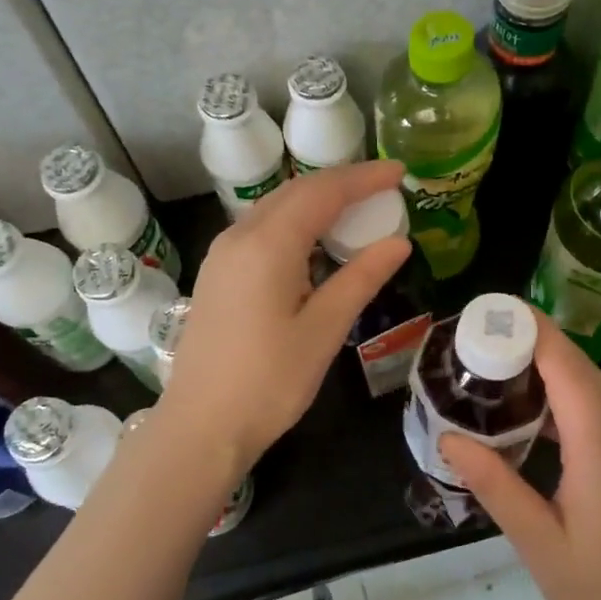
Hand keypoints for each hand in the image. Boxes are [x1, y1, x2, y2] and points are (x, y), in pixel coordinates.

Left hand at [159, 160, 411, 480]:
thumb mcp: (323, 330)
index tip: (400, 172)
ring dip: (317, 202)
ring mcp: (222, 255)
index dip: (363, 178)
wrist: (201, 426)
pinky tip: (315, 243)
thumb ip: (360, 278)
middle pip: (296, 192)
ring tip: (357, 210)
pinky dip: (295, 223)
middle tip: (384, 188)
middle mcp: (239, 237)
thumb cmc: (268, 383)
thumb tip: (399, 242)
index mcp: (267, 245)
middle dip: (341, 184)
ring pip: (276, 208)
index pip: (323, 192)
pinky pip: (261, 230)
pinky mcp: (217, 274)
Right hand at [439, 313, 600, 599]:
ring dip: (552, 365)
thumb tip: (449, 438)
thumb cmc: (599, 596)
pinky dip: (566, 394)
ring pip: (594, 389)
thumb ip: (495, 485)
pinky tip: (532, 408)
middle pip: (582, 370)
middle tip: (483, 332)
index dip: (535, 332)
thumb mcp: (538, 543)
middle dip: (538, 341)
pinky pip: (599, 412)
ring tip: (500, 360)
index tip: (494, 310)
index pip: (568, 370)